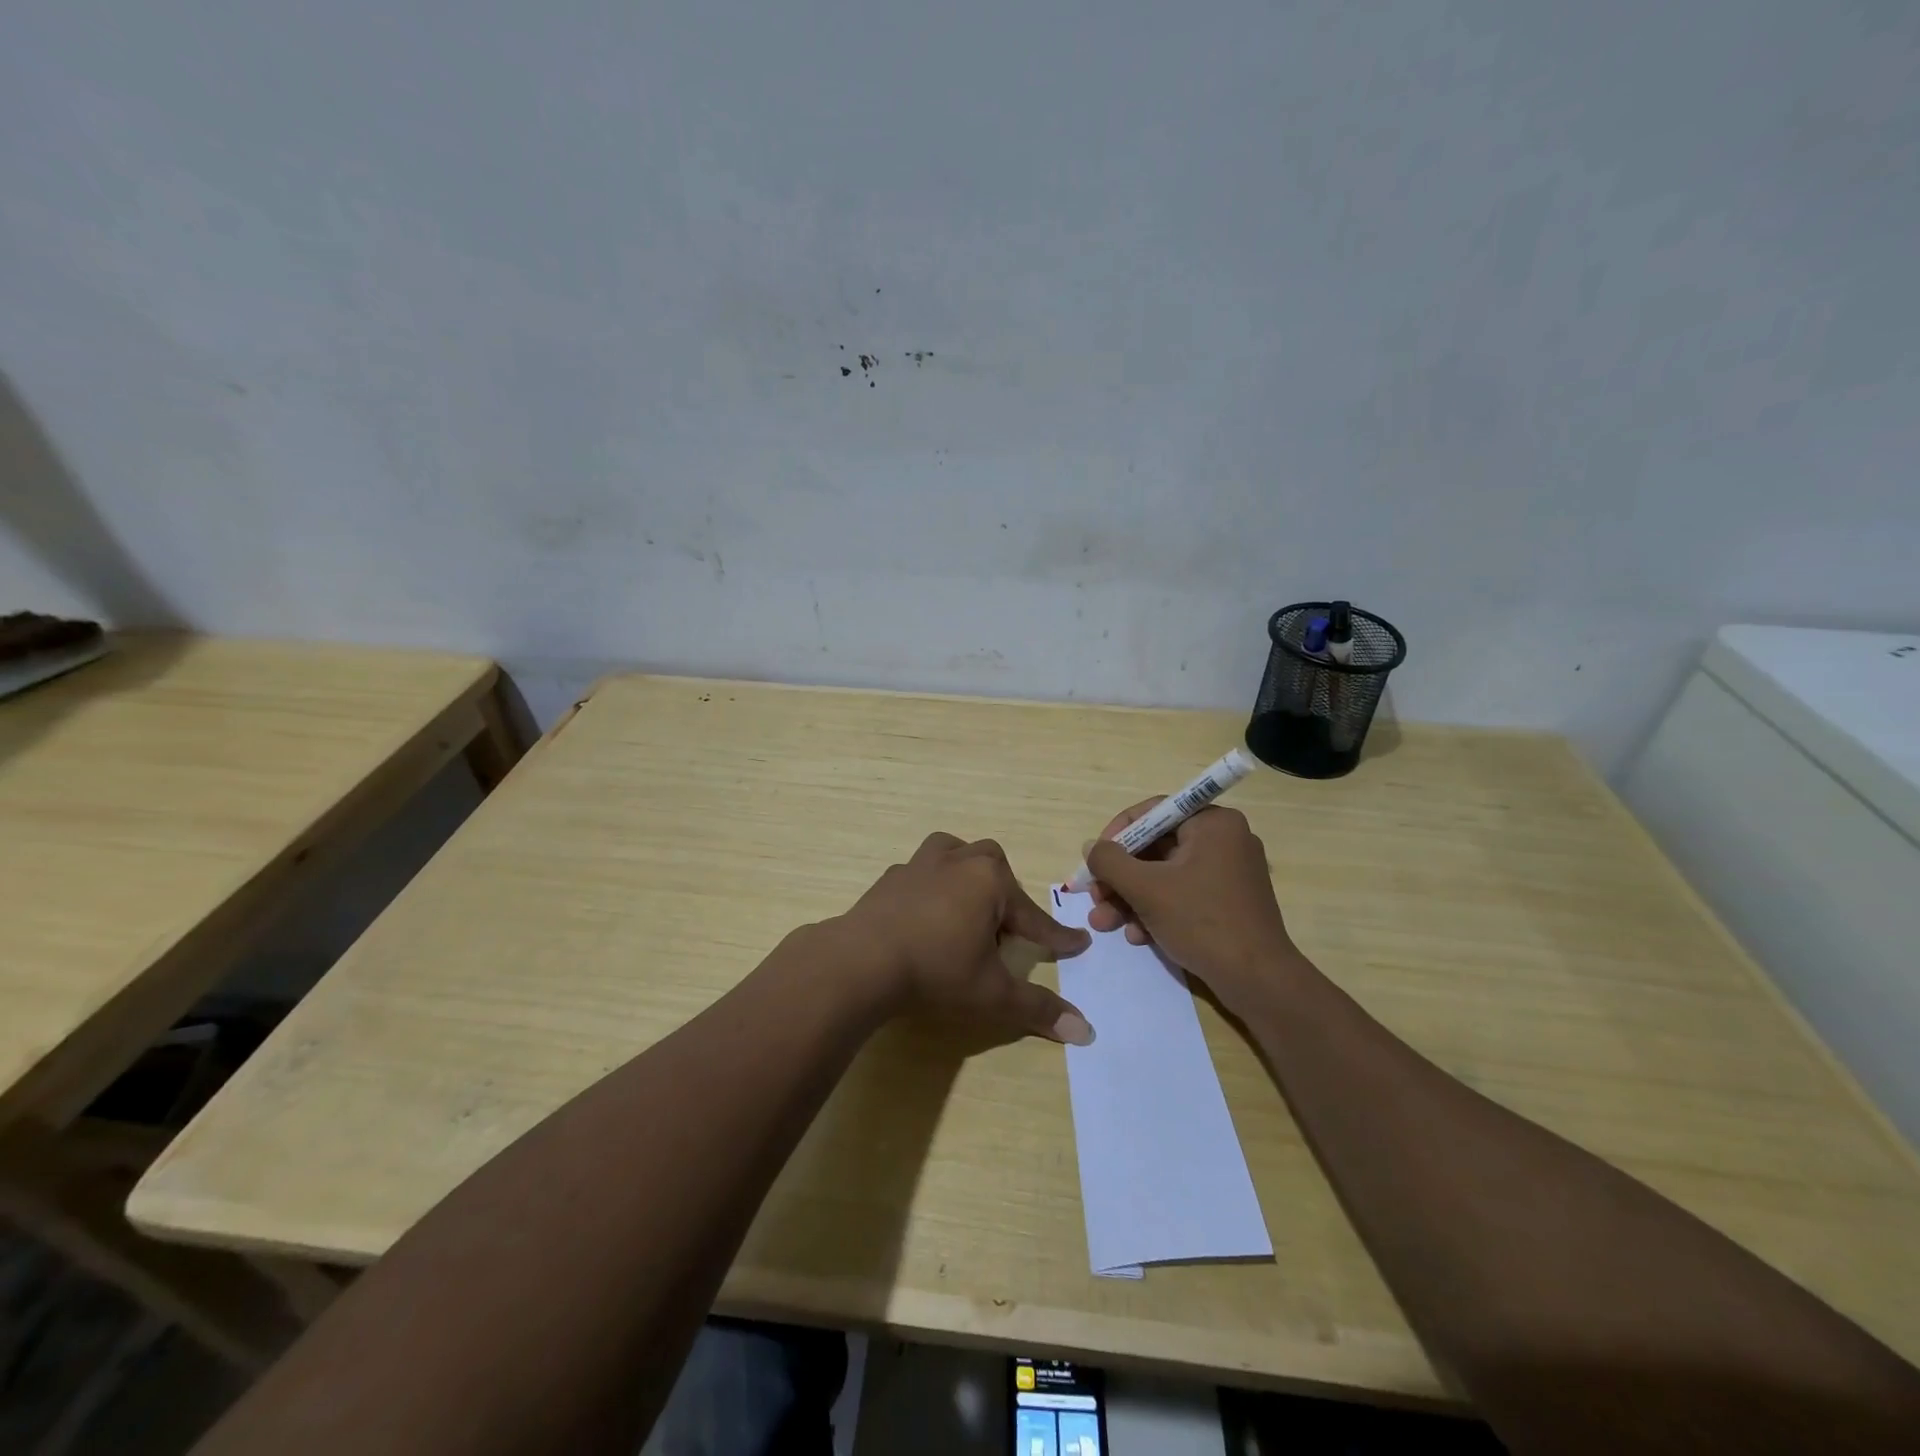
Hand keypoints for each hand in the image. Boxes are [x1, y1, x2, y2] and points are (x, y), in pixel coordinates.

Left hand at [835, 833, 1094, 1043]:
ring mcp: (920, 865)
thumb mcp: (992, 994)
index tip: (1078, 944)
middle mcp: (958, 862)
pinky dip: (931, 887)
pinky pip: (920, 873)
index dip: (1056, 937)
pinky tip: (925, 914)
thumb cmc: (936, 970)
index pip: (1033, 916)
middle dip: (1005, 895)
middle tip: (1004, 930)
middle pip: (994, 867)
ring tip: (965, 904)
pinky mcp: (890, 878)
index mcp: (989, 881)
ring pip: (954, 853)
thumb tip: (1086, 1033)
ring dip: (966, 874)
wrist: (861, 961)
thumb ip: (1038, 1009)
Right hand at [1085, 799, 1295, 1013]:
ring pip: (1164, 875)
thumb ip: (1110, 861)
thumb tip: (1091, 847)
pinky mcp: (1227, 901)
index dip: (1117, 834)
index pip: (1153, 813)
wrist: (1257, 980)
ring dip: (1131, 898)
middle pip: (1155, 848)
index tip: (1094, 860)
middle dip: (1120, 877)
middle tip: (1094, 897)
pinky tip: (1137, 936)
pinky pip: (1182, 894)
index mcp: (1213, 823)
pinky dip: (1156, 911)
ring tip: (1105, 923)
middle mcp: (1224, 840)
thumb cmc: (1202, 921)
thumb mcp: (1146, 889)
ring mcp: (1228, 872)